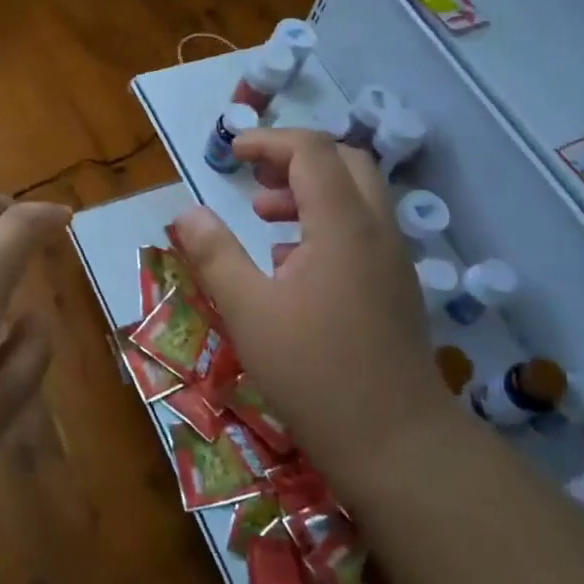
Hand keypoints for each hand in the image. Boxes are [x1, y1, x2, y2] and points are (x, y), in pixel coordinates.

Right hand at [170, 129, 443, 486]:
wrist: (396, 442)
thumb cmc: (314, 373)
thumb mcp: (249, 311)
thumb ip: (215, 254)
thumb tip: (186, 213)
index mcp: (341, 226)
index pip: (312, 151)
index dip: (269, 141)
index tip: (232, 154)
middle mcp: (377, 230)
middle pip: (345, 162)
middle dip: (296, 159)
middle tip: (255, 183)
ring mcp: (394, 260)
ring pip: (359, 196)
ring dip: (313, 191)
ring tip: (266, 220)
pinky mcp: (398, 287)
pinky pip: (365, 230)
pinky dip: (328, 223)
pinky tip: (293, 265)